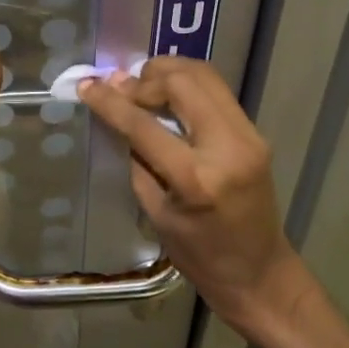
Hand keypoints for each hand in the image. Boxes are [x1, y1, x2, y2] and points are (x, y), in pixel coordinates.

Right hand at [78, 58, 300, 332]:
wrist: (261, 274)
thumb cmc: (200, 256)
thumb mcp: (156, 212)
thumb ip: (137, 158)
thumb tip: (118, 113)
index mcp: (197, 179)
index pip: (144, 125)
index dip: (111, 102)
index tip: (87, 86)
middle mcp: (228, 147)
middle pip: (182, 83)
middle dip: (145, 79)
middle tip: (122, 90)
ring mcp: (248, 135)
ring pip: (204, 75)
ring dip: (168, 73)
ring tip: (143, 86)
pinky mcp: (255, 132)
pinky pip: (216, 91)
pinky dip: (187, 84)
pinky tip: (167, 95)